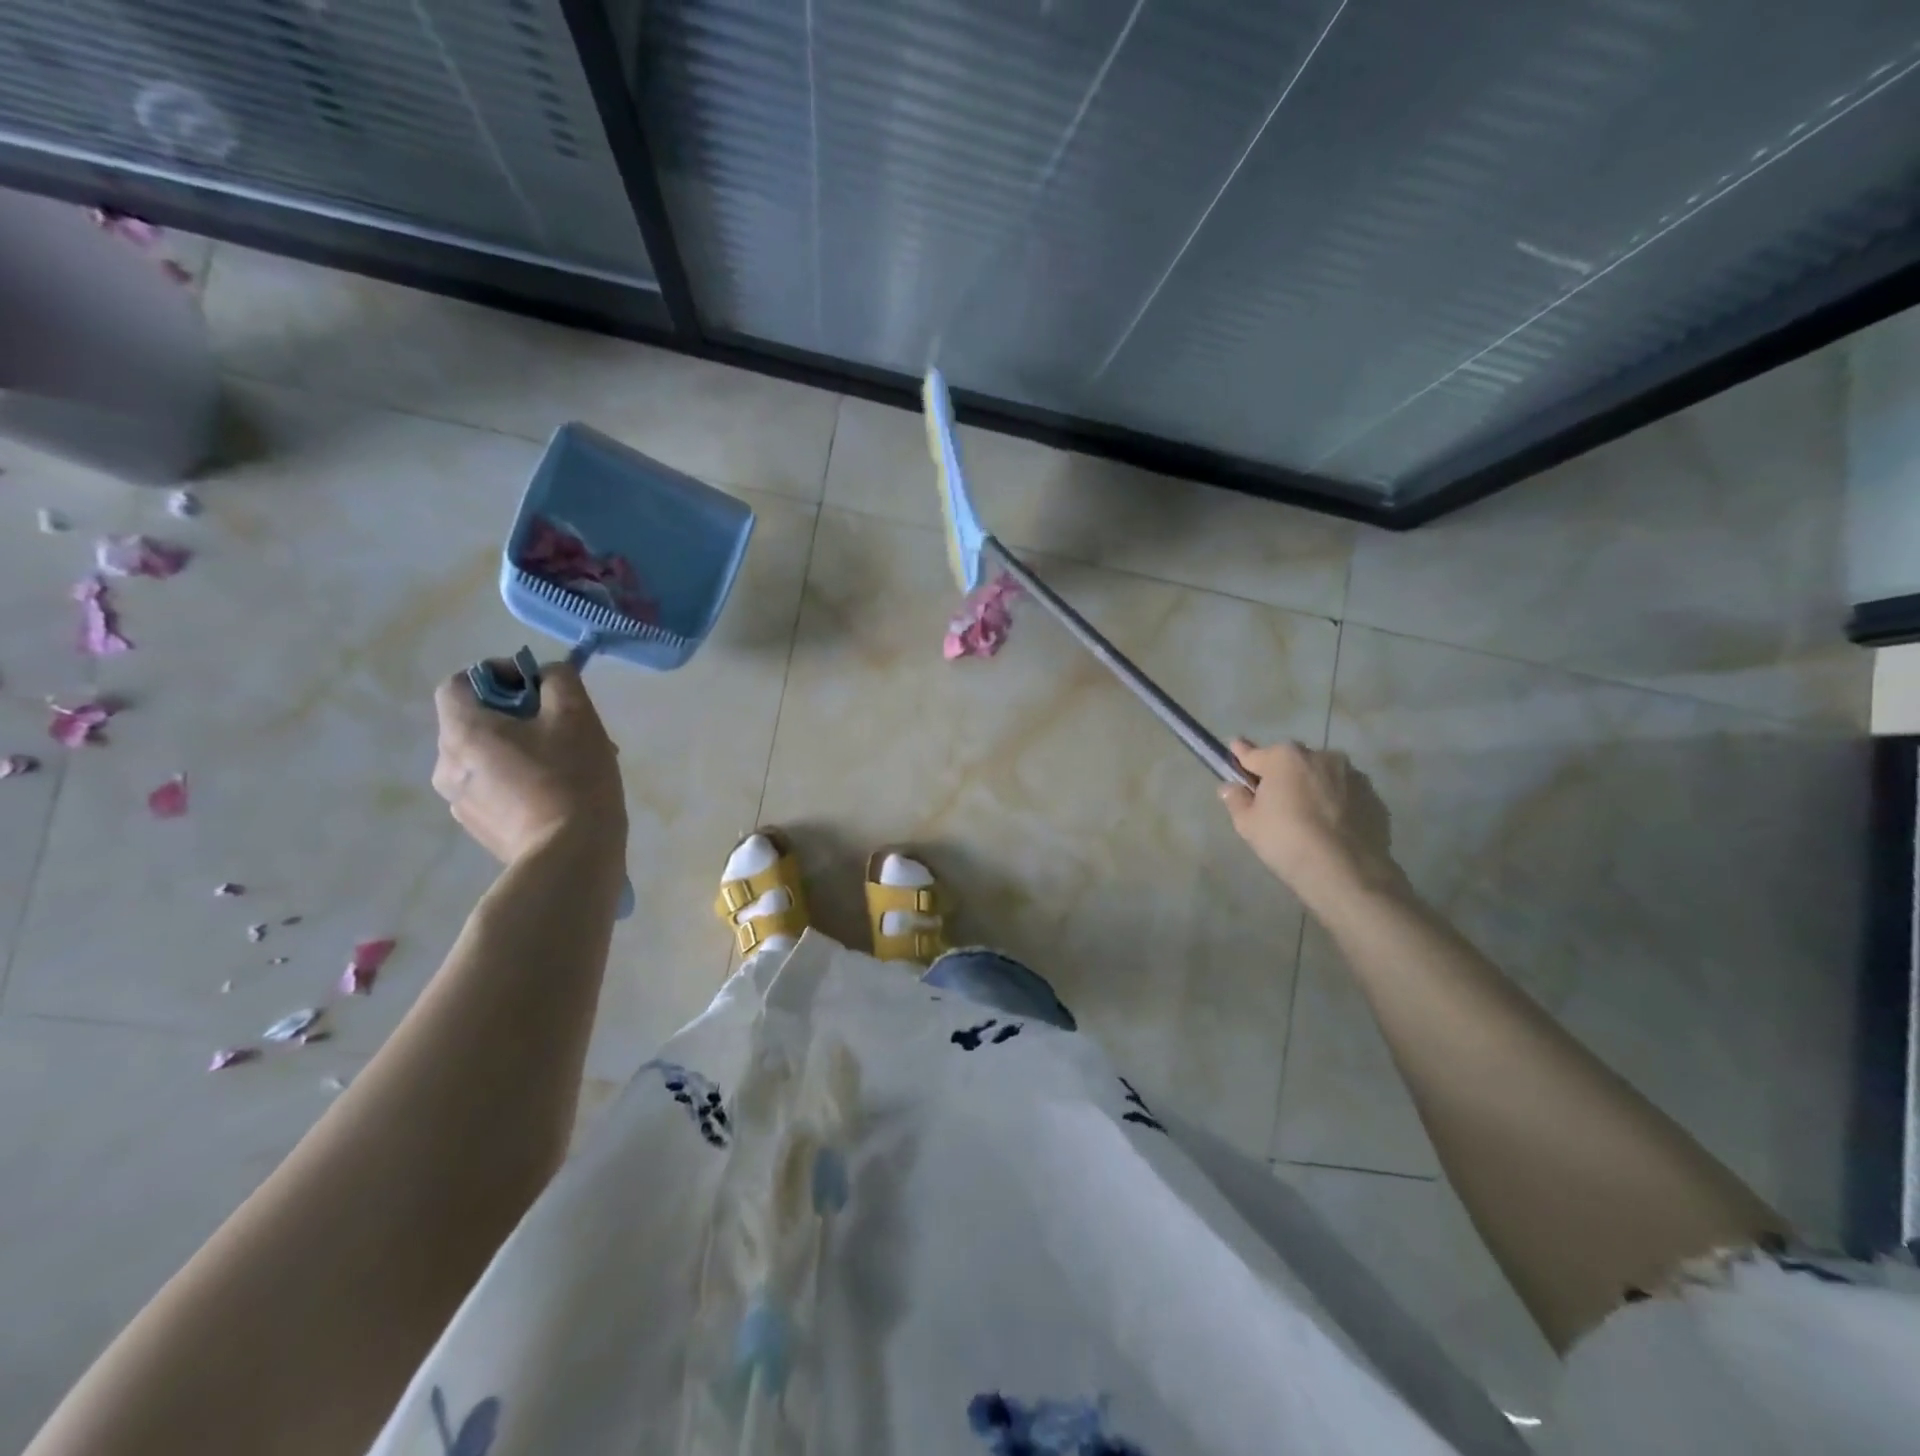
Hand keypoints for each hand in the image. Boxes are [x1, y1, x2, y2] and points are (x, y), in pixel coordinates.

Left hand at [431, 661, 626, 865]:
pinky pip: (496, 787)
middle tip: (566, 727)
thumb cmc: (572, 777)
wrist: (571, 855)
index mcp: (462, 732)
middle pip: (477, 721)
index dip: (498, 674)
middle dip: (521, 715)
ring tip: (570, 763)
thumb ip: (558, 679)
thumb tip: (545, 677)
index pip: (459, 683)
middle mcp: (447, 764)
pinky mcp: (479, 827)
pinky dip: (522, 779)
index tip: (539, 688)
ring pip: (490, 756)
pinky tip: (560, 793)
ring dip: (524, 748)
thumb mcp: (576, 714)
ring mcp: (459, 801)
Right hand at [1219, 738, 1402, 901]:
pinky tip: (1332, 829)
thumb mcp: (1248, 824)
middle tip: (1275, 803)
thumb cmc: (1287, 841)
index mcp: (1285, 758)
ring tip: (1308, 819)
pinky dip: (1336, 804)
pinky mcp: (1374, 797)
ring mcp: (1352, 775)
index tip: (1235, 750)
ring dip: (1312, 788)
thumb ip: (1236, 800)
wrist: (1347, 872)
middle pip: (1291, 762)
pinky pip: (1345, 795)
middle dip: (1282, 775)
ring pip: (1322, 776)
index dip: (1241, 755)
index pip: (1254, 754)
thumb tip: (1230, 787)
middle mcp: (1320, 756)